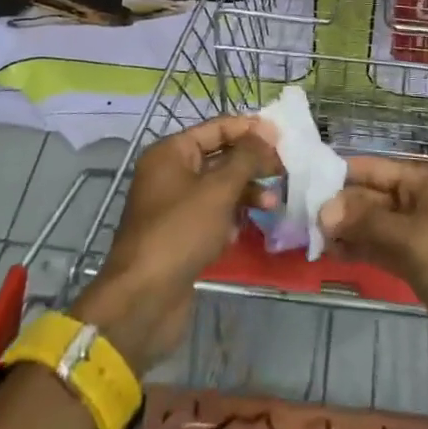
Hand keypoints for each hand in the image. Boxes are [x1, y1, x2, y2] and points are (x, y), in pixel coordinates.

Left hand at [72, 115, 278, 374]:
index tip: (283, 136)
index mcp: (171, 153)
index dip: (250, 130)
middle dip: (251, 164)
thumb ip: (246, 157)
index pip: (217, 128)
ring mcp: (174, 206)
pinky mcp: (181, 235)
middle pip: (220, 157)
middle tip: (283, 171)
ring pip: (219, 189)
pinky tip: (241, 232)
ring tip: (272, 205)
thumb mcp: (218, 190)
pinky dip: (230, 219)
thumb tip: (267, 131)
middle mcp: (170, 174)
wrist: (144, 300)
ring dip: (246, 193)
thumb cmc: (180, 232)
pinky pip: (212, 216)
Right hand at [320, 156, 427, 380]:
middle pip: (372, 195)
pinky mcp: (418, 261)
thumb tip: (323, 210)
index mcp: (427, 180)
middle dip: (339, 205)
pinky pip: (382, 246)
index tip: (302, 184)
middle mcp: (421, 199)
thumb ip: (366, 222)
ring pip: (374, 222)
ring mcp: (420, 232)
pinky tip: (332, 253)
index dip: (340, 175)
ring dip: (346, 228)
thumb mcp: (411, 240)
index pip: (374, 168)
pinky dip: (360, 248)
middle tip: (298, 217)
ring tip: (308, 236)